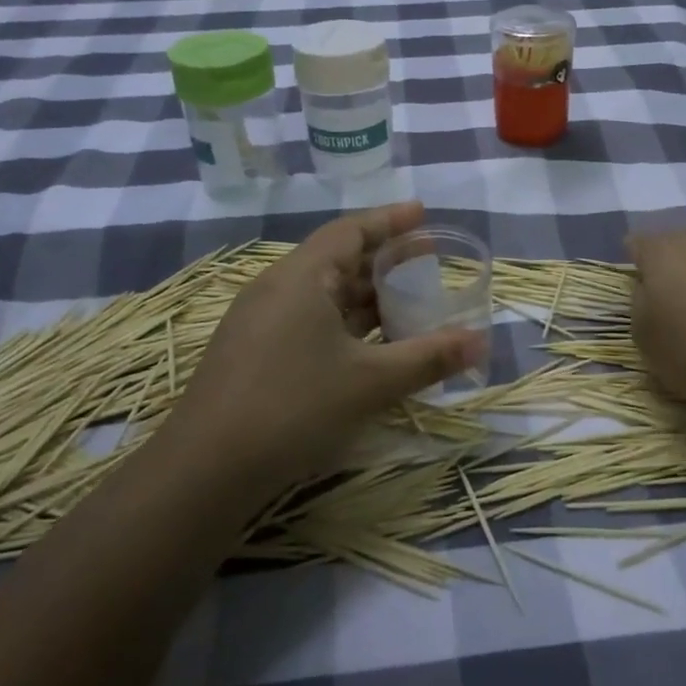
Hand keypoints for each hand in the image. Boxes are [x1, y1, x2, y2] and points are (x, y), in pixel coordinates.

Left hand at [169, 203, 485, 487]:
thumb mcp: (370, 382)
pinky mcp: (253, 352)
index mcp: (301, 277)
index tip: (424, 214)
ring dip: (365, 295)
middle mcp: (277, 288)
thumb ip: (428, 358)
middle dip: (384, 259)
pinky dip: (344, 322)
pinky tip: (367, 345)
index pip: (351, 230)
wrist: (204, 470)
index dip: (390, 220)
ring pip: (322, 294)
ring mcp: (259, 321)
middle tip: (427, 260)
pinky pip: (308, 319)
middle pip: (337, 259)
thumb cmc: (293, 408)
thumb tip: (481, 341)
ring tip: (406, 302)